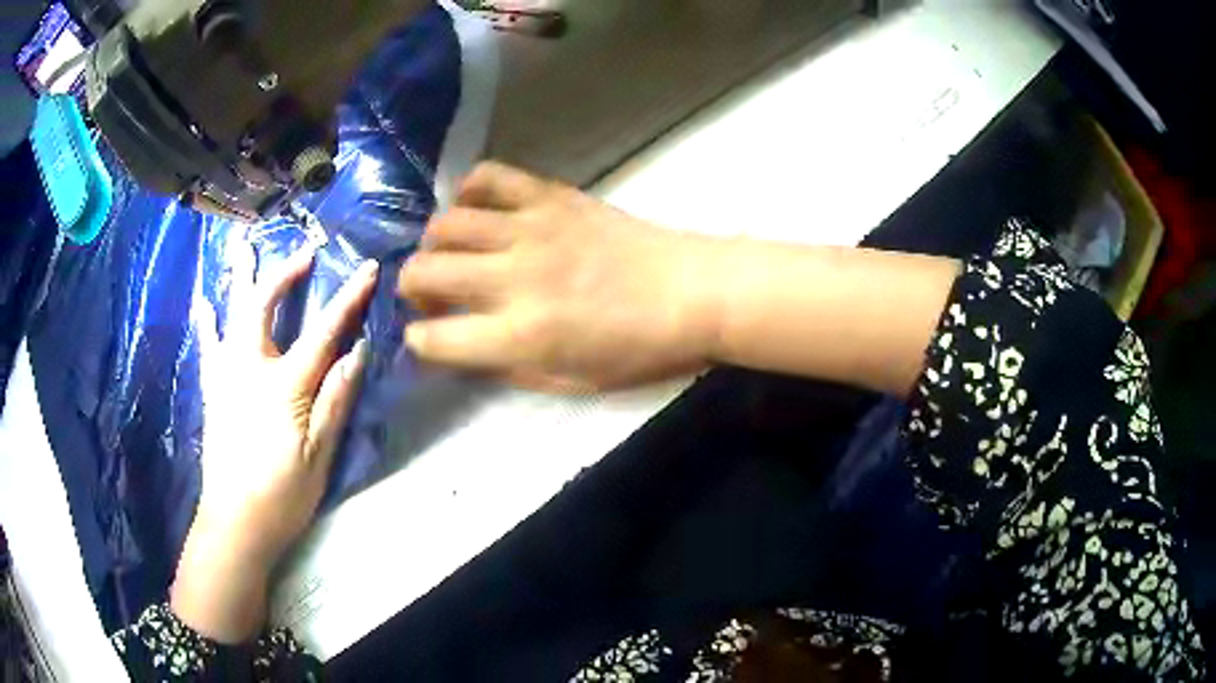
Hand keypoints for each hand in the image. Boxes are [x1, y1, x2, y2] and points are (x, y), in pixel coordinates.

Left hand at [171, 244, 375, 642]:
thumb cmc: (281, 495)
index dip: (348, 299)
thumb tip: (357, 352)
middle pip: (264, 306)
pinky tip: (203, 302)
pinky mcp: (213, 392)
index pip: (322, 333)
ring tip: (243, 247)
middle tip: (304, 252)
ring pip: (231, 315)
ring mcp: (226, 377)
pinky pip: (208, 346)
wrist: (235, 524)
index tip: (368, 268)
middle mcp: (250, 369)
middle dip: (285, 273)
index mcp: (283, 386)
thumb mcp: (318, 456)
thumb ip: (335, 400)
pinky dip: (207, 321)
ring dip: (241, 279)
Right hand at [398, 162, 724, 391]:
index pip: (433, 339)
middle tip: (431, 296)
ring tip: (450, 253)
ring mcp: (529, 229)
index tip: (427, 338)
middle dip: (411, 289)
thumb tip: (464, 348)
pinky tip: (476, 208)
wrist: (692, 292)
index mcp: (519, 335)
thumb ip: (508, 366)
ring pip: (445, 223)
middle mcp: (512, 277)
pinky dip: (469, 189)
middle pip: (423, 272)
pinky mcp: (550, 196)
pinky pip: (490, 176)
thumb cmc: (638, 349)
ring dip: (434, 243)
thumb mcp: (571, 381)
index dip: (419, 342)